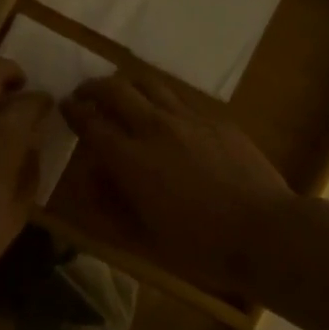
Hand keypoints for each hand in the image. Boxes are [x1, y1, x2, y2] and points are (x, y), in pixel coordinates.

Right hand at [62, 73, 296, 299]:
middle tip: (86, 94)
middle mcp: (156, 128)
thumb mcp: (143, 236)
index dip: (73, 111)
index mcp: (131, 159)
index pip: (91, 122)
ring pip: (150, 84)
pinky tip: (166, 116)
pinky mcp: (217, 120)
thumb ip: (112, 202)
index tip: (65, 106)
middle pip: (116, 89)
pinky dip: (162, 100)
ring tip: (122, 94)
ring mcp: (190, 119)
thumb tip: (94, 175)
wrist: (264, 231)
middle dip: (94, 87)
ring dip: (128, 85)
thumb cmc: (199, 245)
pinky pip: (180, 100)